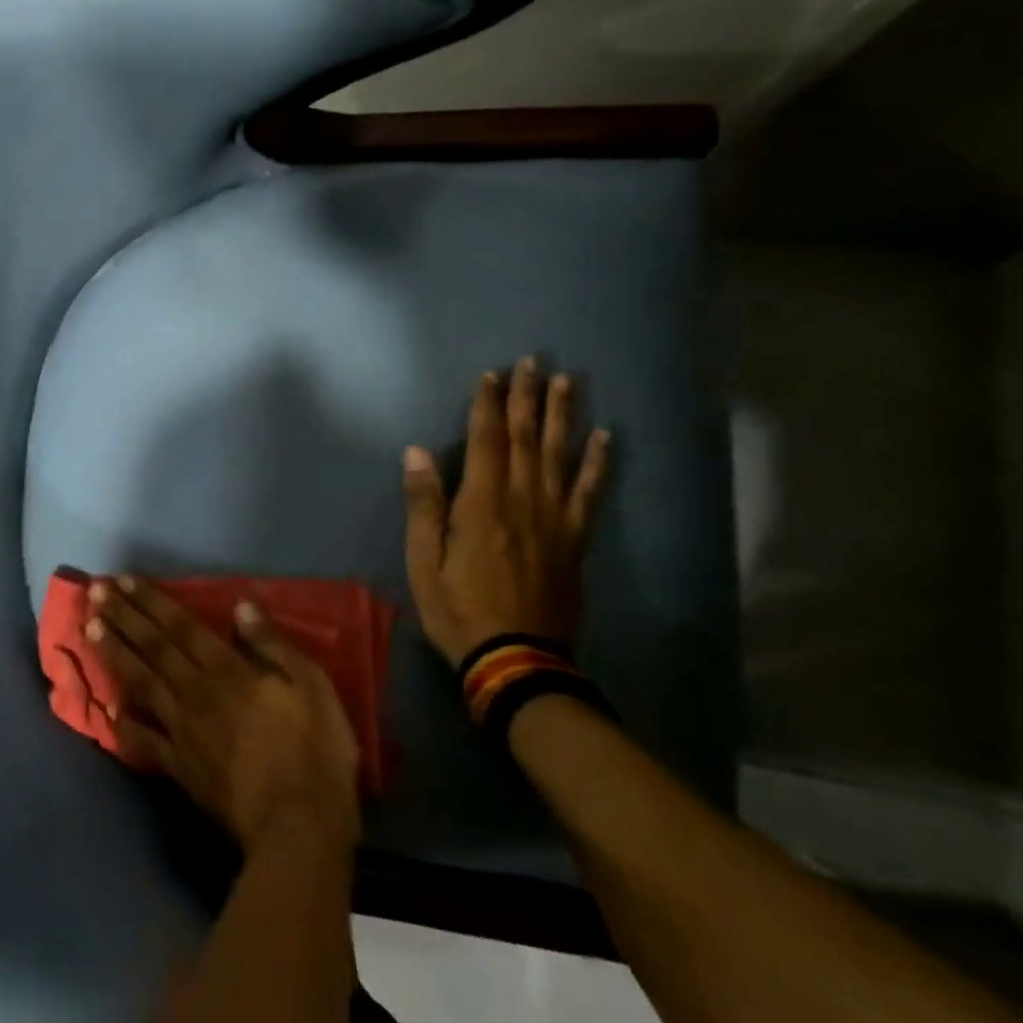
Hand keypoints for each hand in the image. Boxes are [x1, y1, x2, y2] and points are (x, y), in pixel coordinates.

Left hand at [85, 576, 360, 854]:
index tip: (123, 581)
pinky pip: (145, 741)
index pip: (181, 627)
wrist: (297, 828)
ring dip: (114, 655)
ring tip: (88, 631)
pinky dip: (124, 724)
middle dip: (123, 618)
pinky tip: (107, 710)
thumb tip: (241, 606)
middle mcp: (196, 693)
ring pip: (141, 684)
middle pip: (153, 648)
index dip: (152, 602)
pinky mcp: (180, 768)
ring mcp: (183, 732)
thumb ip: (273, 644)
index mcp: (227, 671)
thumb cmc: (313, 751)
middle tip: (93, 593)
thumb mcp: (311, 686)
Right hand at [402, 355, 610, 666]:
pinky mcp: (574, 540)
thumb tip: (417, 451)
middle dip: (528, 397)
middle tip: (533, 361)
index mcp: (482, 504)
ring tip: (568, 381)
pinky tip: (605, 438)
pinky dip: (598, 463)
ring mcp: (555, 520)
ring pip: (560, 456)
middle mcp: (523, 501)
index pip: (486, 441)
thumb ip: (424, 504)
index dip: (487, 405)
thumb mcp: (423, 562)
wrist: (516, 661)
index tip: (491, 374)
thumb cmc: (458, 610)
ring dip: (563, 416)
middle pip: (527, 439)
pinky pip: (590, 494)